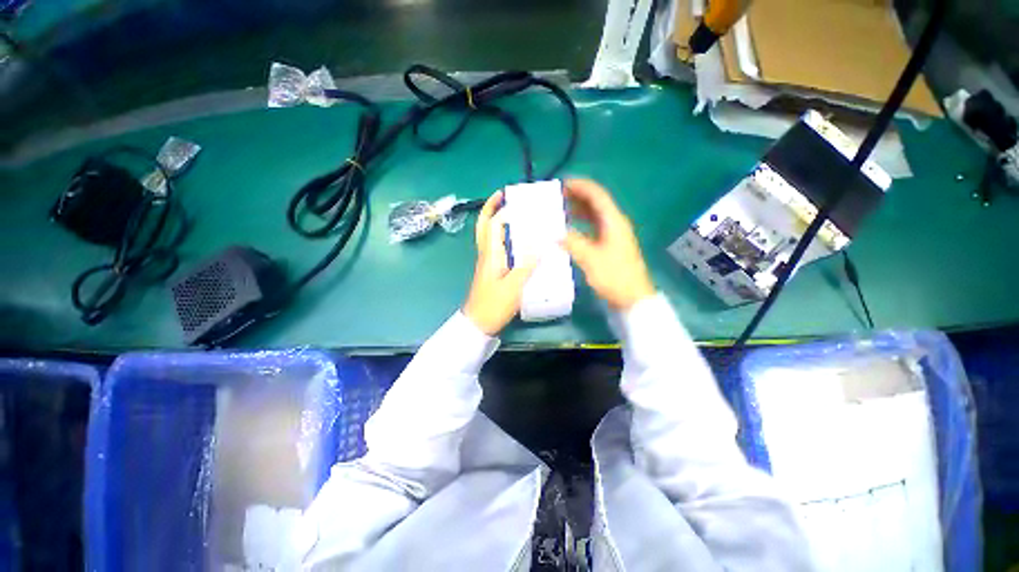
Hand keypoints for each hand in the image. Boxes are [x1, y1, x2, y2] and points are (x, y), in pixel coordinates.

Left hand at [463, 191, 537, 335]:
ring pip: (490, 236)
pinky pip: (497, 247)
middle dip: (491, 209)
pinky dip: (505, 238)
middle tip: (502, 197)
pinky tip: (519, 241)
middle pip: (484, 227)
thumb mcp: (513, 287)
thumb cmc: (493, 305)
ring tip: (516, 214)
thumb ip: (526, 266)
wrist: (479, 324)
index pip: (492, 225)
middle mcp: (486, 254)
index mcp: (490, 255)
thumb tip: (540, 246)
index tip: (513, 197)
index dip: (501, 210)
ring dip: (498, 222)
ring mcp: (488, 262)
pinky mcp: (492, 270)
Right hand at [562, 179, 655, 310]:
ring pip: (595, 215)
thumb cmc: (613, 276)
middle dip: (578, 196)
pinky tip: (570, 229)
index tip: (563, 183)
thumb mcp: (590, 258)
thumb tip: (555, 233)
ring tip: (560, 209)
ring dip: (579, 210)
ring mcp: (614, 235)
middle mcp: (615, 223)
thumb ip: (572, 242)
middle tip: (558, 196)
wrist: (632, 297)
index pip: (597, 196)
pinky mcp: (610, 245)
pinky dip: (582, 224)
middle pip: (597, 203)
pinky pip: (594, 228)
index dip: (581, 187)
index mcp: (614, 221)